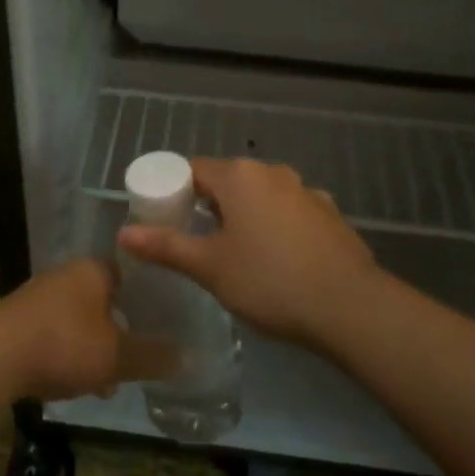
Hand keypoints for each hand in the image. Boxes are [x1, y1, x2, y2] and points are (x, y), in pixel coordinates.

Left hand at [0, 258, 174, 402]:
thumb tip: (189, 358)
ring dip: (94, 346)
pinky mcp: (18, 320)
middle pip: (106, 299)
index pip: (132, 274)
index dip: (149, 297)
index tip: (164, 321)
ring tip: (107, 382)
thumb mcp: (116, 355)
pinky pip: (56, 333)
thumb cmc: (64, 343)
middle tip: (137, 357)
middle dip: (121, 329)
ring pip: (80, 319)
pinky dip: (68, 353)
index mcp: (94, 270)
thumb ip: (152, 357)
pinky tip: (72, 383)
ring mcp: (39, 296)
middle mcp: (66, 274)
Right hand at [116, 158, 382, 350]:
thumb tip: (124, 233)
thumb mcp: (210, 267)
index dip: (174, 191)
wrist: (350, 306)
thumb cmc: (269, 281)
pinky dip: (276, 228)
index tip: (166, 219)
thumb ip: (166, 246)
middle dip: (208, 206)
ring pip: (261, 197)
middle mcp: (273, 172)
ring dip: (245, 216)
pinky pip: (290, 213)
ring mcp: (306, 191)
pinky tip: (278, 261)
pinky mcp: (330, 215)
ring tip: (237, 255)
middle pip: (228, 181)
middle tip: (196, 243)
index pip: (193, 169)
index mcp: (240, 176)